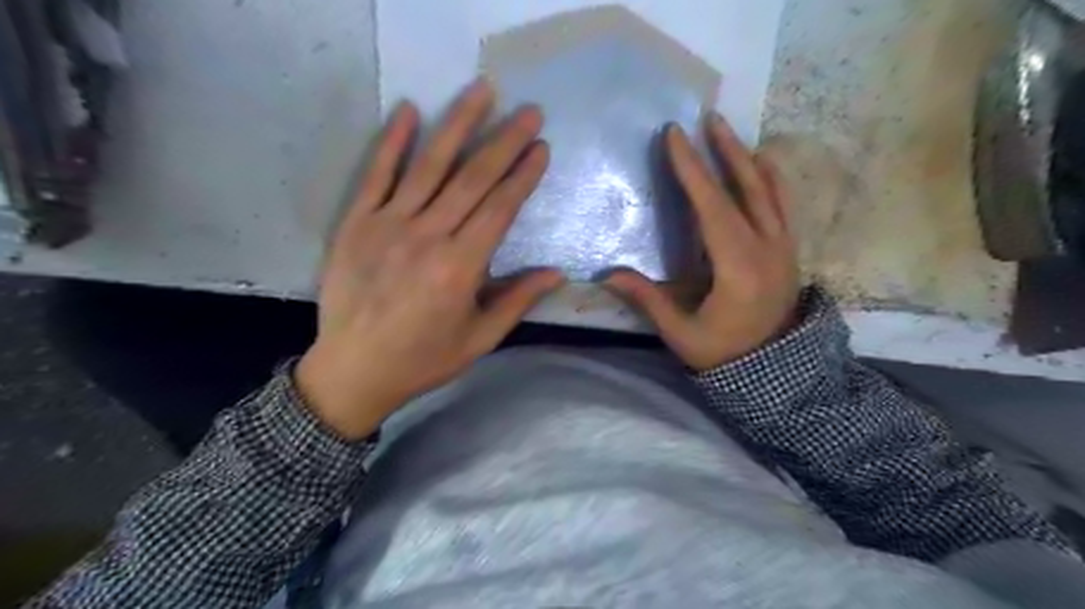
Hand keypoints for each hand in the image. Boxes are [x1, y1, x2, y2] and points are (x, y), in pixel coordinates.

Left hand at [297, 81, 567, 441]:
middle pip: (473, 179)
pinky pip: (376, 174)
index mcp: (460, 268)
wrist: (354, 370)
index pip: (500, 209)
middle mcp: (428, 236)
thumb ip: (517, 301)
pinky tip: (410, 110)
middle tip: (529, 111)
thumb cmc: (423, 359)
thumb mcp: (479, 338)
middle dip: (504, 141)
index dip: (523, 176)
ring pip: (430, 166)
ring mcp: (388, 224)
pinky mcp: (356, 222)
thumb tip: (557, 273)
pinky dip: (393, 141)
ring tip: (482, 91)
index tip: (541, 147)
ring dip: (458, 125)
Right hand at [607, 112, 799, 370]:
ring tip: (728, 133)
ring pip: (769, 192)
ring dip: (747, 159)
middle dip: (723, 151)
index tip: (675, 136)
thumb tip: (607, 275)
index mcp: (738, 268)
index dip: (692, 170)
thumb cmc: (723, 355)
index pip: (712, 208)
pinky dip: (771, 179)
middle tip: (707, 119)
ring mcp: (784, 248)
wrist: (775, 373)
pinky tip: (761, 165)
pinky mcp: (789, 252)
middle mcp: (767, 249)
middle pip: (746, 189)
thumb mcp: (682, 333)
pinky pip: (783, 205)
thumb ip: (648, 300)